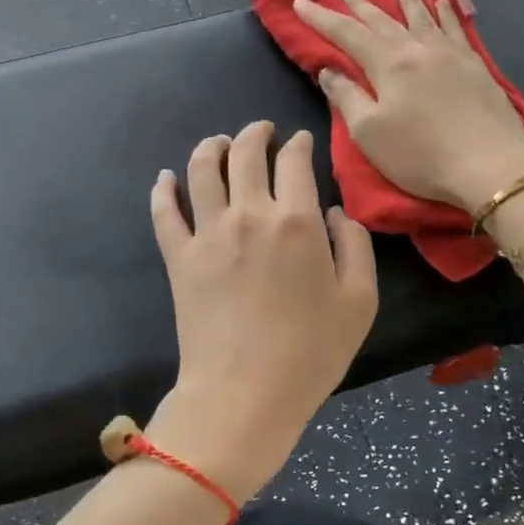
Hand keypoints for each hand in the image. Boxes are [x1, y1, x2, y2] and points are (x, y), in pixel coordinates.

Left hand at [148, 121, 378, 499]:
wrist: (245, 394)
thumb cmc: (311, 352)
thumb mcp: (360, 301)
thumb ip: (355, 246)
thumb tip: (333, 212)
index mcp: (296, 220)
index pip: (294, 162)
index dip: (298, 145)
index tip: (300, 142)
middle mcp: (249, 214)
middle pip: (245, 154)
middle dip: (256, 133)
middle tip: (262, 130)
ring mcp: (208, 233)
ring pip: (201, 170)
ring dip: (211, 147)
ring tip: (219, 142)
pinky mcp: (178, 258)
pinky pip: (164, 212)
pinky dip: (163, 189)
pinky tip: (165, 177)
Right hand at [294, 0, 523, 213]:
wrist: (489, 166)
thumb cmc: (421, 155)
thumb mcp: (369, 133)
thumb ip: (346, 97)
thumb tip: (328, 70)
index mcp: (388, 65)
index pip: (347, 34)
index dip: (322, 18)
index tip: (301, 2)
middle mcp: (418, 49)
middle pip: (383, 19)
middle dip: (360, 3)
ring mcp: (450, 54)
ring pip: (422, 15)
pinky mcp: (475, 66)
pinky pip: (455, 27)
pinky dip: (445, 11)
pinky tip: (442, 0)